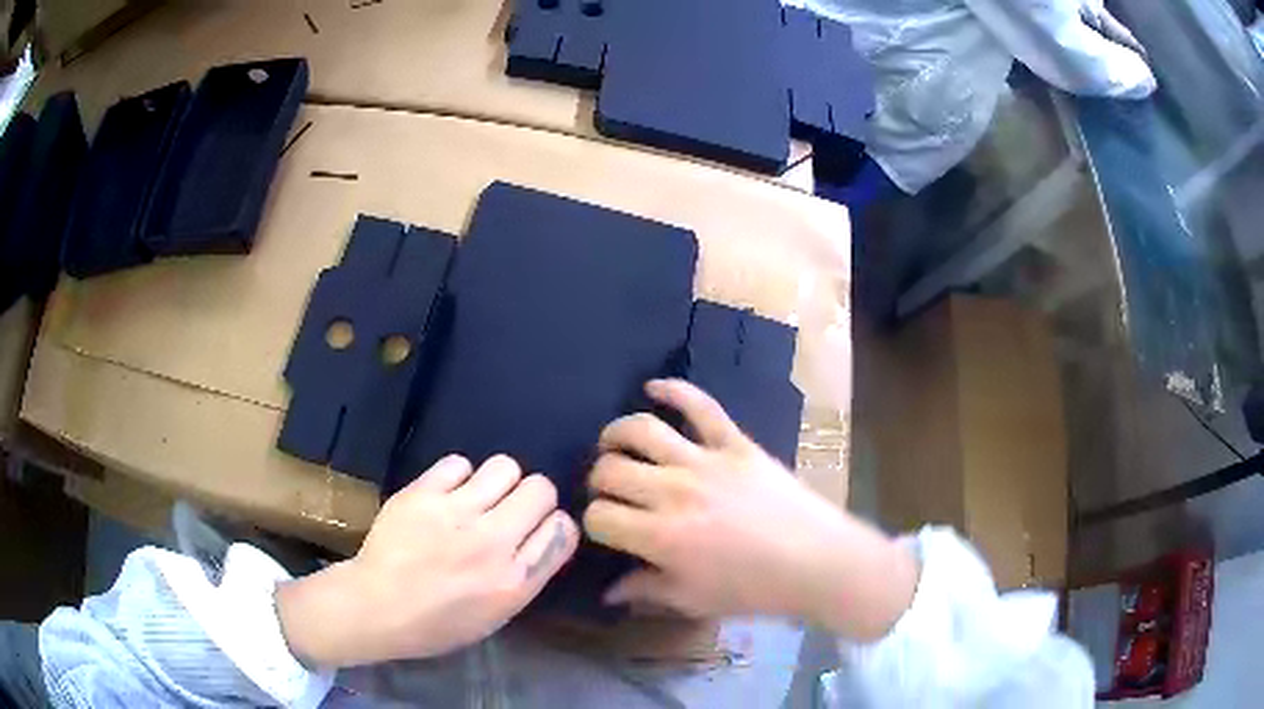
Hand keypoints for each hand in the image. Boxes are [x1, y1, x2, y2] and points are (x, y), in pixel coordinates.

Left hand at [276, 455, 578, 667]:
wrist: (376, 606)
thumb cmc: (437, 623)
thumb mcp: (496, 615)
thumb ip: (526, 575)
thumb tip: (543, 537)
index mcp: (515, 581)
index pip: (562, 529)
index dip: (554, 525)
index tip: (538, 530)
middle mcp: (493, 542)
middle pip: (541, 489)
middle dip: (532, 498)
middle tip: (509, 510)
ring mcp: (456, 513)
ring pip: (505, 466)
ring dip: (498, 481)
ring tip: (479, 497)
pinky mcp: (423, 493)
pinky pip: (459, 463)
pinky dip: (458, 476)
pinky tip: (446, 494)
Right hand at [584, 380, 917, 639]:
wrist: (815, 560)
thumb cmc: (753, 588)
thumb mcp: (694, 600)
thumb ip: (646, 590)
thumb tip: (608, 592)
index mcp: (660, 536)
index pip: (599, 516)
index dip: (594, 522)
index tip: (606, 528)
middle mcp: (672, 492)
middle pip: (609, 470)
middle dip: (598, 481)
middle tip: (611, 492)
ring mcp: (704, 461)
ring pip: (641, 430)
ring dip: (616, 434)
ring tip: (612, 443)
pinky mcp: (735, 443)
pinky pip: (700, 406)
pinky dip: (674, 390)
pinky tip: (654, 386)